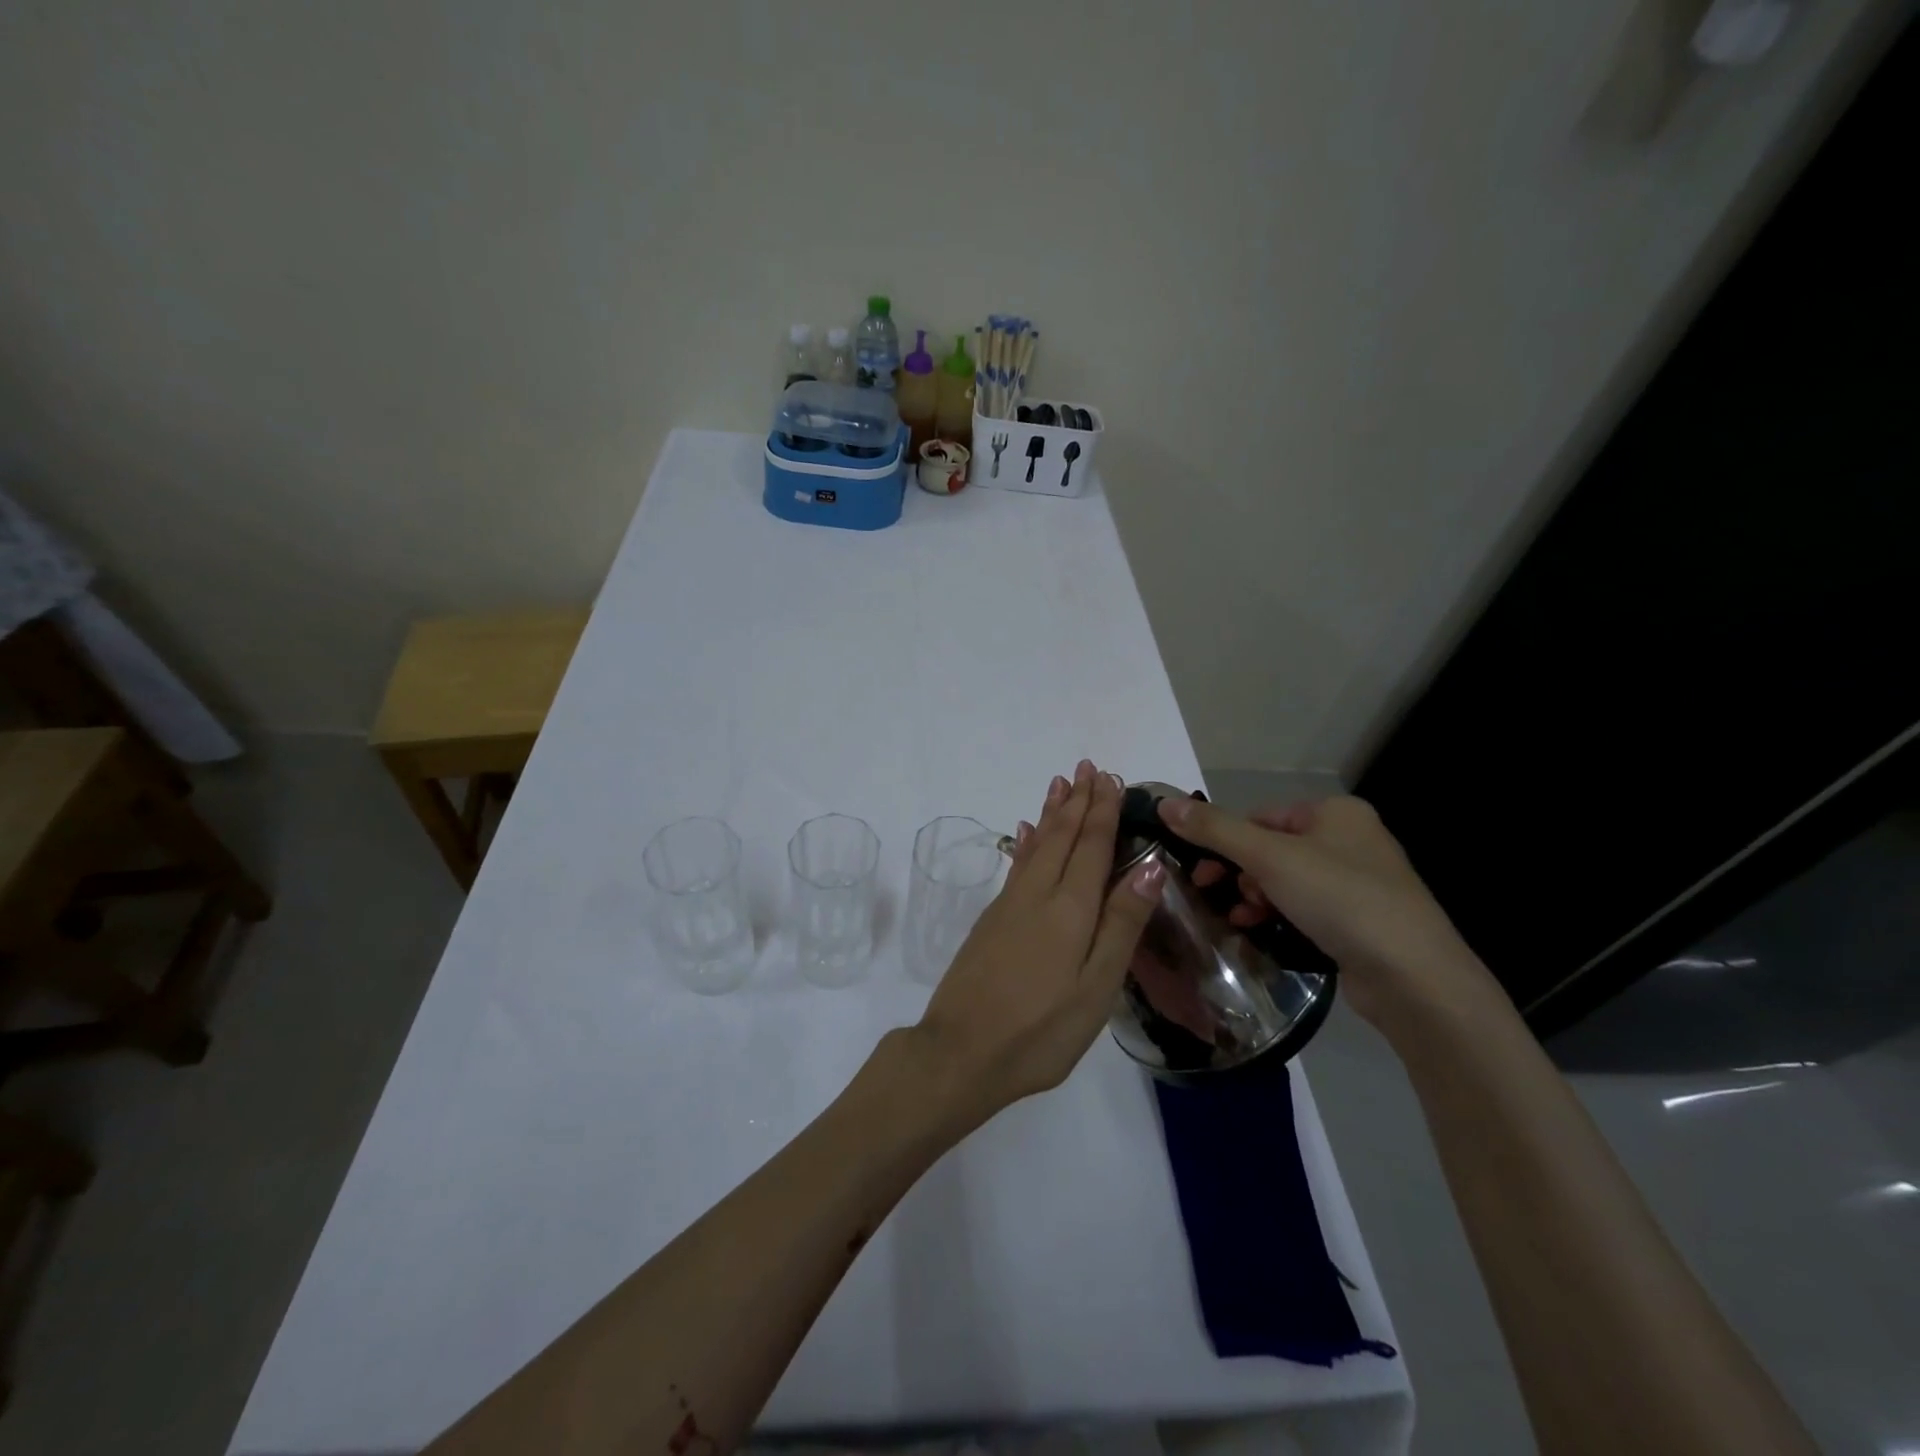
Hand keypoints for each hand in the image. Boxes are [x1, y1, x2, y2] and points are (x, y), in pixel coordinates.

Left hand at [914, 760, 1160, 1126]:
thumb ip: (1122, 924)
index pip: (1091, 846)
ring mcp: (1009, 905)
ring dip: (1051, 813)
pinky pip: (1017, 864)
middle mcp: (1037, 894)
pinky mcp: (991, 920)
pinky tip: (1025, 833)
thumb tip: (1149, 866)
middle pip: (1062, 836)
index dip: (1102, 811)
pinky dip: (1027, 842)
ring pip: (1036, 845)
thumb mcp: (1096, 987)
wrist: (960, 1051)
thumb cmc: (1040, 1029)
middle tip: (1087, 767)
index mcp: (1070, 908)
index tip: (1109, 778)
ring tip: (1059, 784)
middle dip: (1077, 801)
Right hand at [1158, 794, 1500, 1030]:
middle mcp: (1351, 840)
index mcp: (1336, 812)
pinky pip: (1306, 909)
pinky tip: (1262, 933)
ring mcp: (1360, 883)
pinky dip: (1279, 917)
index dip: (1225, 841)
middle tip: (1217, 894)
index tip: (1201, 871)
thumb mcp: (1268, 857)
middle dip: (1240, 873)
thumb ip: (1214, 829)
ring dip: (1255, 898)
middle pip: (1271, 848)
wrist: (1414, 978)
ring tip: (1241, 920)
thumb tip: (1163, 804)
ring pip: (1286, 882)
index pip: (1260, 816)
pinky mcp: (1362, 922)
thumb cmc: (1340, 899)